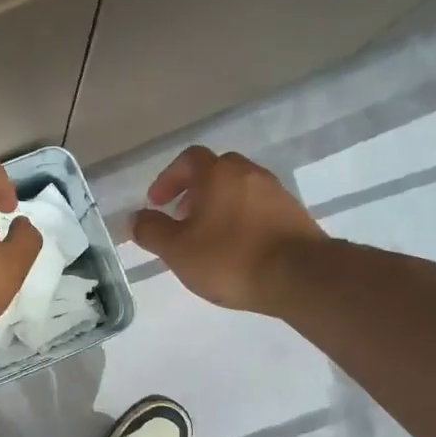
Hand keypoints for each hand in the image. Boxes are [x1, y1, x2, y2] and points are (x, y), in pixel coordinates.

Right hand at [131, 146, 325, 313]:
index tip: (158, 203)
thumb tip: (136, 218)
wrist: (300, 277)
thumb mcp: (178, 250)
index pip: (188, 159)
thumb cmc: (230, 258)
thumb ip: (152, 231)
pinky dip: (242, 220)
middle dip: (195, 191)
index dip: (168, 179)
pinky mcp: (294, 215)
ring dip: (219, 206)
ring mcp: (276, 192)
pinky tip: (237, 249)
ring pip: (240, 189)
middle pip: (216, 171)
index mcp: (218, 174)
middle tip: (183, 218)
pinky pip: (259, 208)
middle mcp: (249, 173)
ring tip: (209, 238)